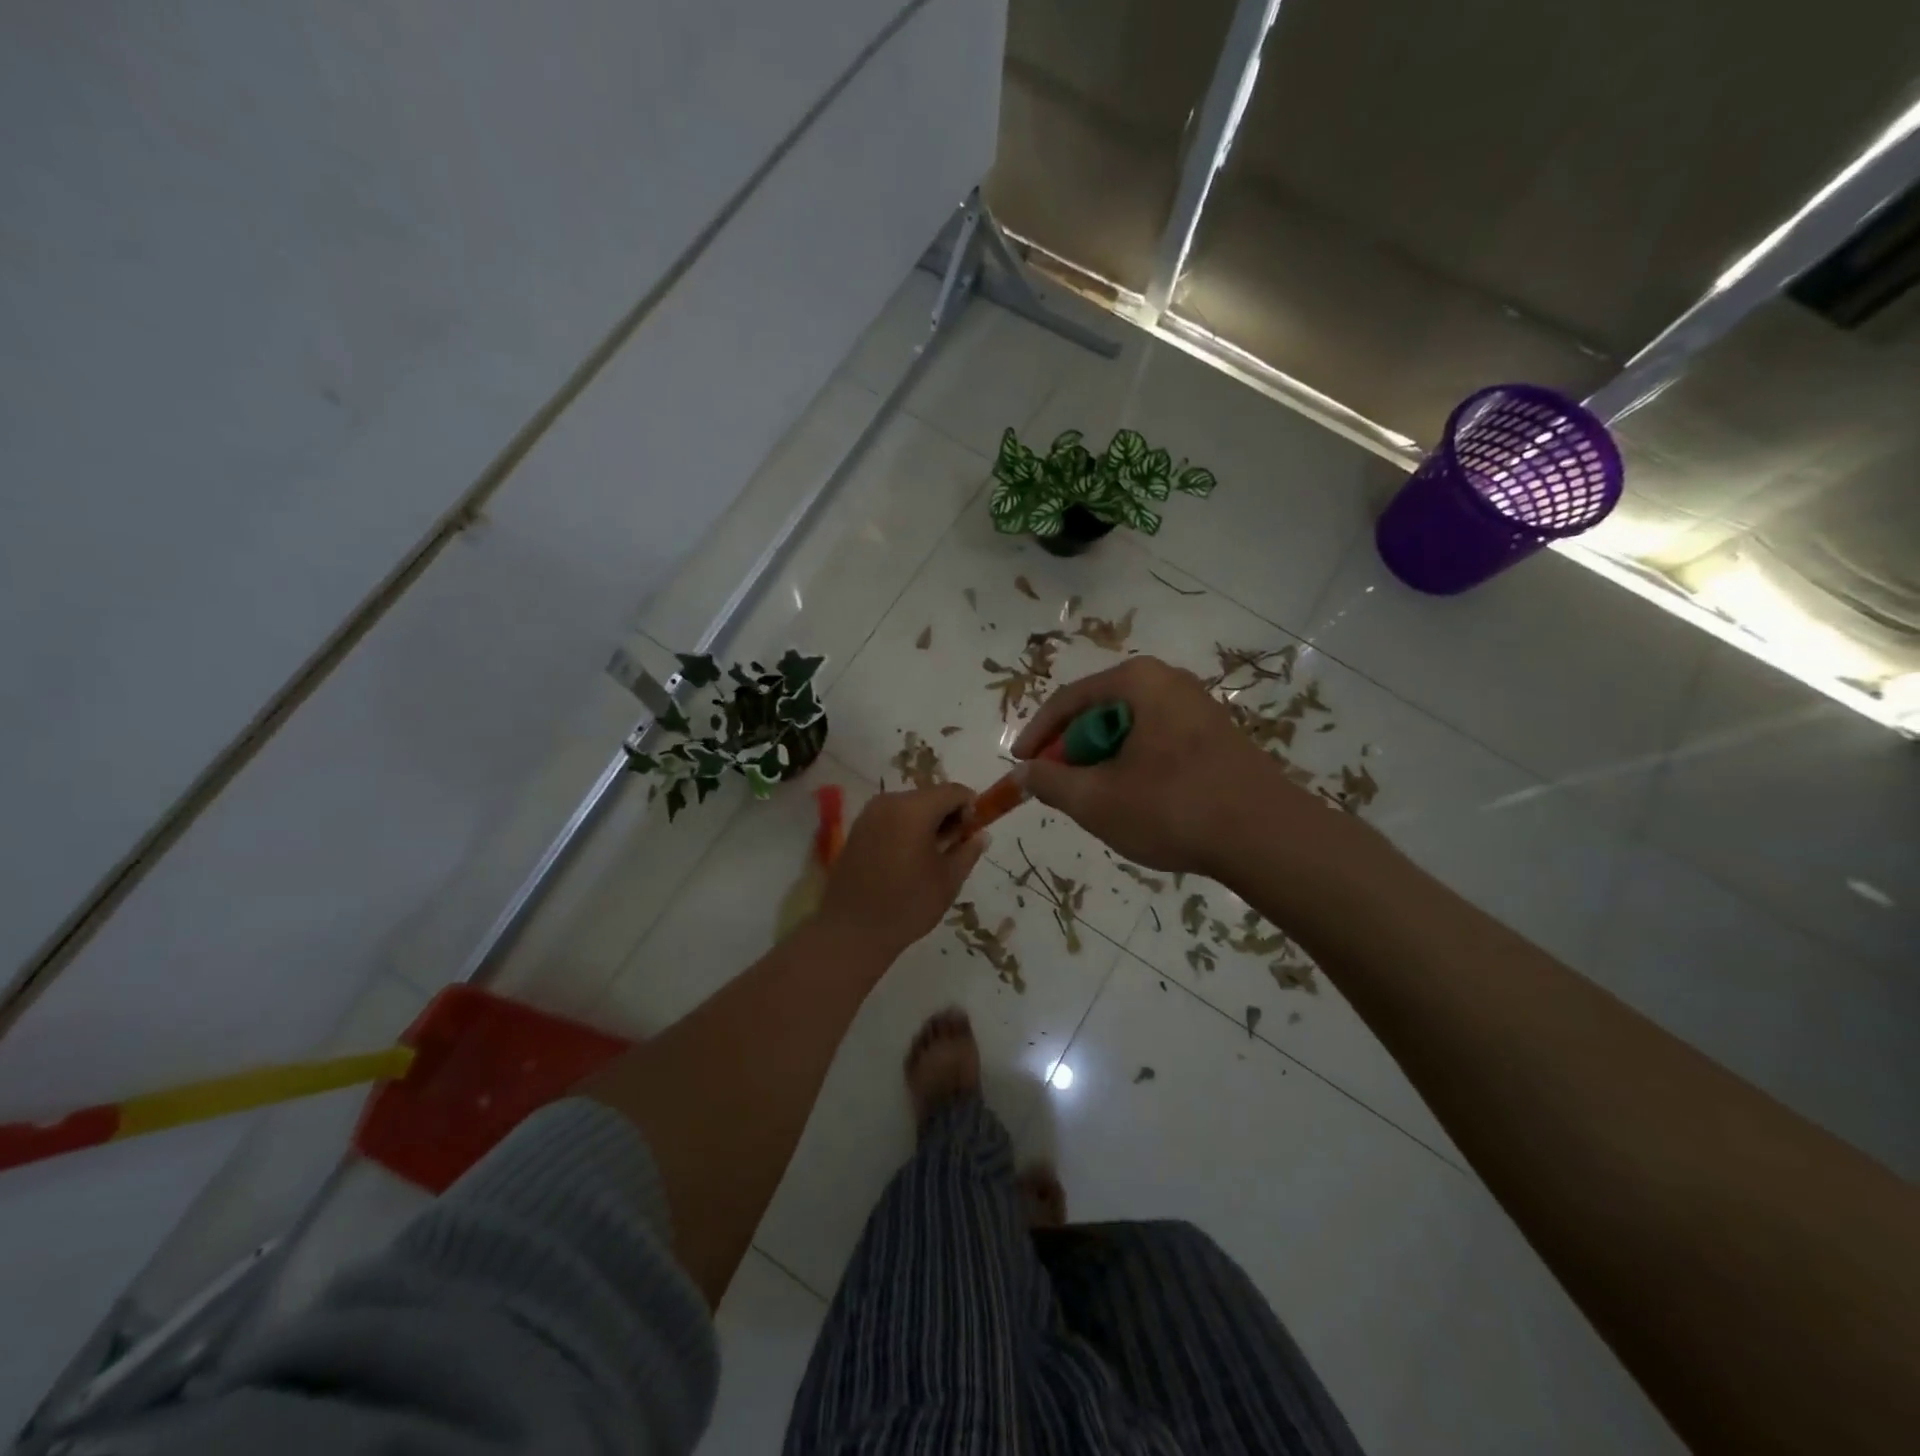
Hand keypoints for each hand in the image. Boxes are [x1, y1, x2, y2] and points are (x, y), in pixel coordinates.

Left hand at [818, 784, 986, 960]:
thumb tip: (982, 834)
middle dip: (947, 815)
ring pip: (909, 806)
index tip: (973, 833)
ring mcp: (869, 814)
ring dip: (926, 822)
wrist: (851, 931)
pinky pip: (891, 818)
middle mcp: (889, 802)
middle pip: (930, 796)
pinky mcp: (857, 829)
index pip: (953, 791)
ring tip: (931, 857)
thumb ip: (968, 851)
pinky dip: (906, 829)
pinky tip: (908, 860)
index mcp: (914, 809)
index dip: (970, 807)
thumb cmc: (907, 906)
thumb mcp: (948, 880)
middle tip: (954, 848)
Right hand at [1012, 656, 1314, 878]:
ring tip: (1096, 799)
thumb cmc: (1172, 807)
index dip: (1037, 734)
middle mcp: (1169, 682)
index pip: (1068, 700)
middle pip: (1100, 712)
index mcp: (1138, 682)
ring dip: (1103, 762)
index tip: (1019, 765)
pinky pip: (1158, 742)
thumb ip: (1050, 782)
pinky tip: (1137, 801)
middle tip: (1059, 787)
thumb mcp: (1096, 800)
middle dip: (1072, 751)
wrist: (1267, 836)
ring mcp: (1198, 708)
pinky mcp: (1217, 736)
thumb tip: (1025, 773)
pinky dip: (1134, 766)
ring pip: (1129, 730)